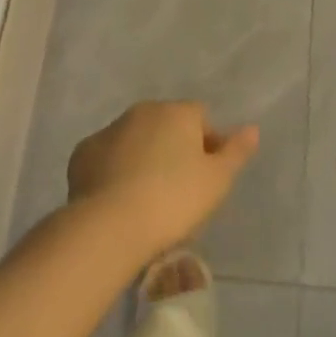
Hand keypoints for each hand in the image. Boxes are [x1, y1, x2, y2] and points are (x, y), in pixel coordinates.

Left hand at [67, 102, 258, 261]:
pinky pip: (107, 157)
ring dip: (143, 157)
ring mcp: (110, 130)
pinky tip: (117, 199)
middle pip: (167, 125)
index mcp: (178, 112)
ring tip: (146, 199)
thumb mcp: (217, 181)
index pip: (201, 118)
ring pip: (135, 139)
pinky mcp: (83, 153)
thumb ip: (236, 151)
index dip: (208, 144)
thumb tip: (252, 128)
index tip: (208, 177)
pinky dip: (114, 170)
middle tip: (178, 190)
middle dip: (174, 148)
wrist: (110, 225)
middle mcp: (143, 111)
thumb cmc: (173, 201)